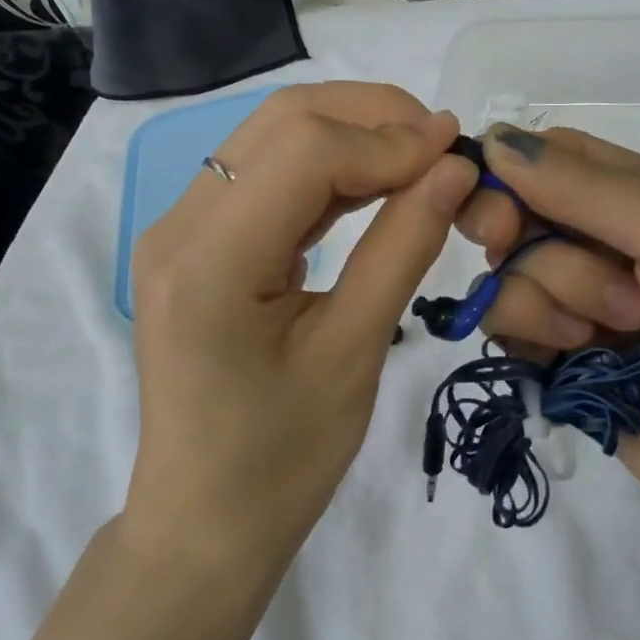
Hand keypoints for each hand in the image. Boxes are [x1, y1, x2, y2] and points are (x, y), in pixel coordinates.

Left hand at [127, 84, 477, 575]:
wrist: (204, 522)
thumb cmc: (281, 462)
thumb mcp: (353, 354)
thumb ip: (402, 248)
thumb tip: (454, 169)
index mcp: (208, 261)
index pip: (305, 150)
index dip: (390, 140)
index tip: (460, 154)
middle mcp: (179, 225)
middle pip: (282, 121)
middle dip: (372, 117)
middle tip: (443, 146)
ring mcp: (180, 228)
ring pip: (272, 136)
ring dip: (351, 133)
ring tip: (421, 158)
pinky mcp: (195, 241)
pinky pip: (265, 174)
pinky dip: (326, 166)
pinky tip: (375, 182)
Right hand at [460, 125, 639, 573]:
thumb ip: (588, 189)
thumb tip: (491, 140)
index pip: (548, 159)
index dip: (510, 171)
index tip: (501, 207)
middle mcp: (602, 248)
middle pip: (517, 218)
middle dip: (530, 244)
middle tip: (586, 280)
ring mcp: (580, 310)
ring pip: (507, 278)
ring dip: (551, 299)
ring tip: (625, 331)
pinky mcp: (563, 370)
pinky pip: (509, 334)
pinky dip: (535, 339)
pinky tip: (585, 360)